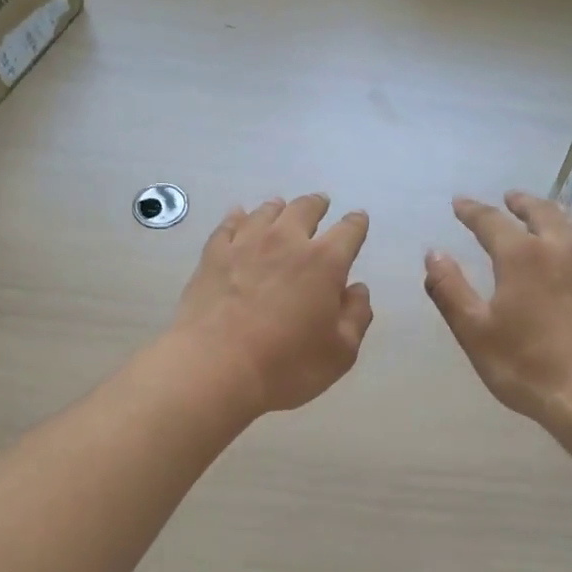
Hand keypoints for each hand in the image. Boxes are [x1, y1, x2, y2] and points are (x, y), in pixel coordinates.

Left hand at [170, 194, 372, 416]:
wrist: (215, 368)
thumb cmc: (287, 365)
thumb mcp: (340, 352)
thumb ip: (356, 316)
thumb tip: (357, 289)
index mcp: (325, 262)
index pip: (349, 231)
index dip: (356, 223)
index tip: (358, 220)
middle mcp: (287, 241)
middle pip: (305, 209)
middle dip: (317, 205)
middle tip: (320, 203)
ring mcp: (246, 244)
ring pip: (267, 212)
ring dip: (279, 208)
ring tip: (281, 207)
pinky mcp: (213, 255)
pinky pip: (229, 224)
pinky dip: (239, 216)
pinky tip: (239, 216)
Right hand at [425, 191, 571, 426]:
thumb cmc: (528, 366)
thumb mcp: (475, 332)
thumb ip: (450, 290)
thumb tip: (434, 254)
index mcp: (522, 255)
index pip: (491, 221)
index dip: (472, 211)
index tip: (460, 203)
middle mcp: (562, 247)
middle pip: (540, 212)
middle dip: (520, 202)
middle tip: (509, 198)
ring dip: (553, 213)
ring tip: (545, 213)